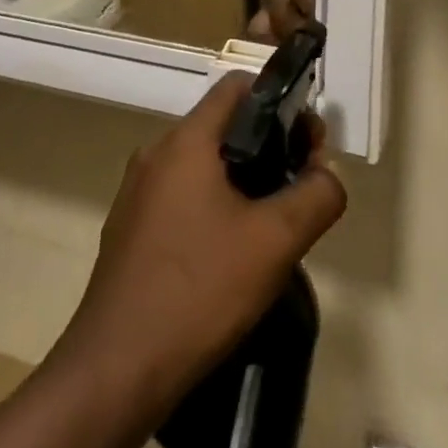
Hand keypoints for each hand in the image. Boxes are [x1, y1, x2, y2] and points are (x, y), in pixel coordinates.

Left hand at [51, 75, 345, 417]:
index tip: (307, 142)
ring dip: (240, 180)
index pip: (236, 87)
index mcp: (186, 140)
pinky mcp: (131, 224)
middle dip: (265, 147)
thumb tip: (327, 173)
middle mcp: (156, 152)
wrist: (120, 360)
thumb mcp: (274, 243)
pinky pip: (181, 195)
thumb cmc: (200, 288)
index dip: (279, 102)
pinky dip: (212, 205)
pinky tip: (229, 254)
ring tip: (270, 225)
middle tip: (299, 188)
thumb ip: (314, 198)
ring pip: (201, 164)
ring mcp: (138, 189)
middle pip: (221, 127)